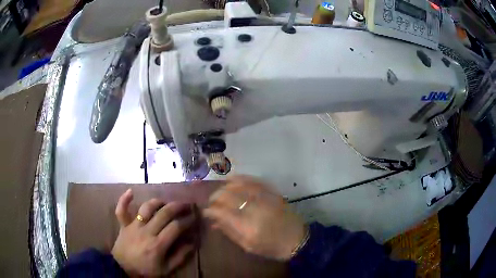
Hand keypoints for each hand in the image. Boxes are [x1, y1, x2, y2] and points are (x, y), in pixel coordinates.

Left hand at [111, 189, 195, 275]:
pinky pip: (121, 210)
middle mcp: (146, 232)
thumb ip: (180, 257)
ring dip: (157, 202)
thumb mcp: (166, 269)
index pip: (176, 227)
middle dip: (177, 207)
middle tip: (186, 204)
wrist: (123, 269)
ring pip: (146, 208)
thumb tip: (192, 243)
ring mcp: (133, 226)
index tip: (193, 217)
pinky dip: (124, 200)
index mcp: (158, 244)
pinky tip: (131, 191)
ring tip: (165, 202)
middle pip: (163, 213)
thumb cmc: (146, 270)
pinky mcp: (123, 225)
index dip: (187, 220)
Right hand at [203, 176, 305, 260]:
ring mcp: (265, 199)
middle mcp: (255, 210)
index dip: (211, 210)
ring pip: (239, 186)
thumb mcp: (248, 246)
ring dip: (226, 187)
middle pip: (228, 196)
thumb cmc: (271, 247)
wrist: (297, 240)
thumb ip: (230, 232)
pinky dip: (241, 179)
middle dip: (216, 197)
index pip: (222, 212)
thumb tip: (214, 222)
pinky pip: (254, 181)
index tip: (206, 211)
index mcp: (248, 227)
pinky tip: (233, 180)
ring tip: (220, 192)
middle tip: (211, 202)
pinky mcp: (272, 193)